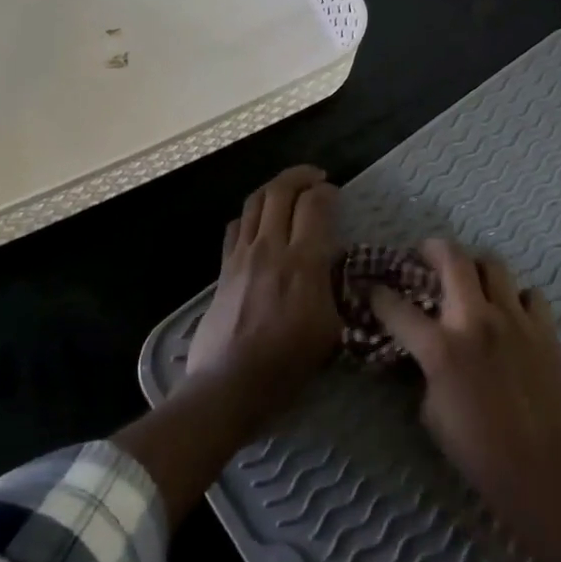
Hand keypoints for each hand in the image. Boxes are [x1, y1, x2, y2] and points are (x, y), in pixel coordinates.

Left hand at [184, 165, 342, 430]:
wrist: (229, 386)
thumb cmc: (286, 364)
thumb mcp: (330, 330)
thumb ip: (333, 288)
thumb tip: (334, 265)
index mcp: (303, 263)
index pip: (314, 205)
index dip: (327, 192)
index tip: (336, 194)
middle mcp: (270, 248)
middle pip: (281, 191)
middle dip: (301, 176)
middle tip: (316, 178)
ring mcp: (242, 255)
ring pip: (255, 201)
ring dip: (275, 187)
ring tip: (290, 190)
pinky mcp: (224, 268)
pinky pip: (237, 225)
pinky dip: (252, 213)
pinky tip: (260, 222)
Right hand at [370, 240, 560, 561]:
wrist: (545, 470)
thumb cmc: (480, 452)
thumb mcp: (432, 414)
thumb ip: (426, 372)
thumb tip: (425, 353)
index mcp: (441, 347)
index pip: (398, 308)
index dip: (379, 296)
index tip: (373, 289)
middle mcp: (476, 320)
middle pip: (453, 259)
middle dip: (433, 248)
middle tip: (425, 253)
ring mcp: (515, 319)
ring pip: (493, 265)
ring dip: (475, 267)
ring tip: (470, 278)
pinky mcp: (545, 329)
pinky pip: (529, 294)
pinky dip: (516, 297)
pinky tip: (511, 313)